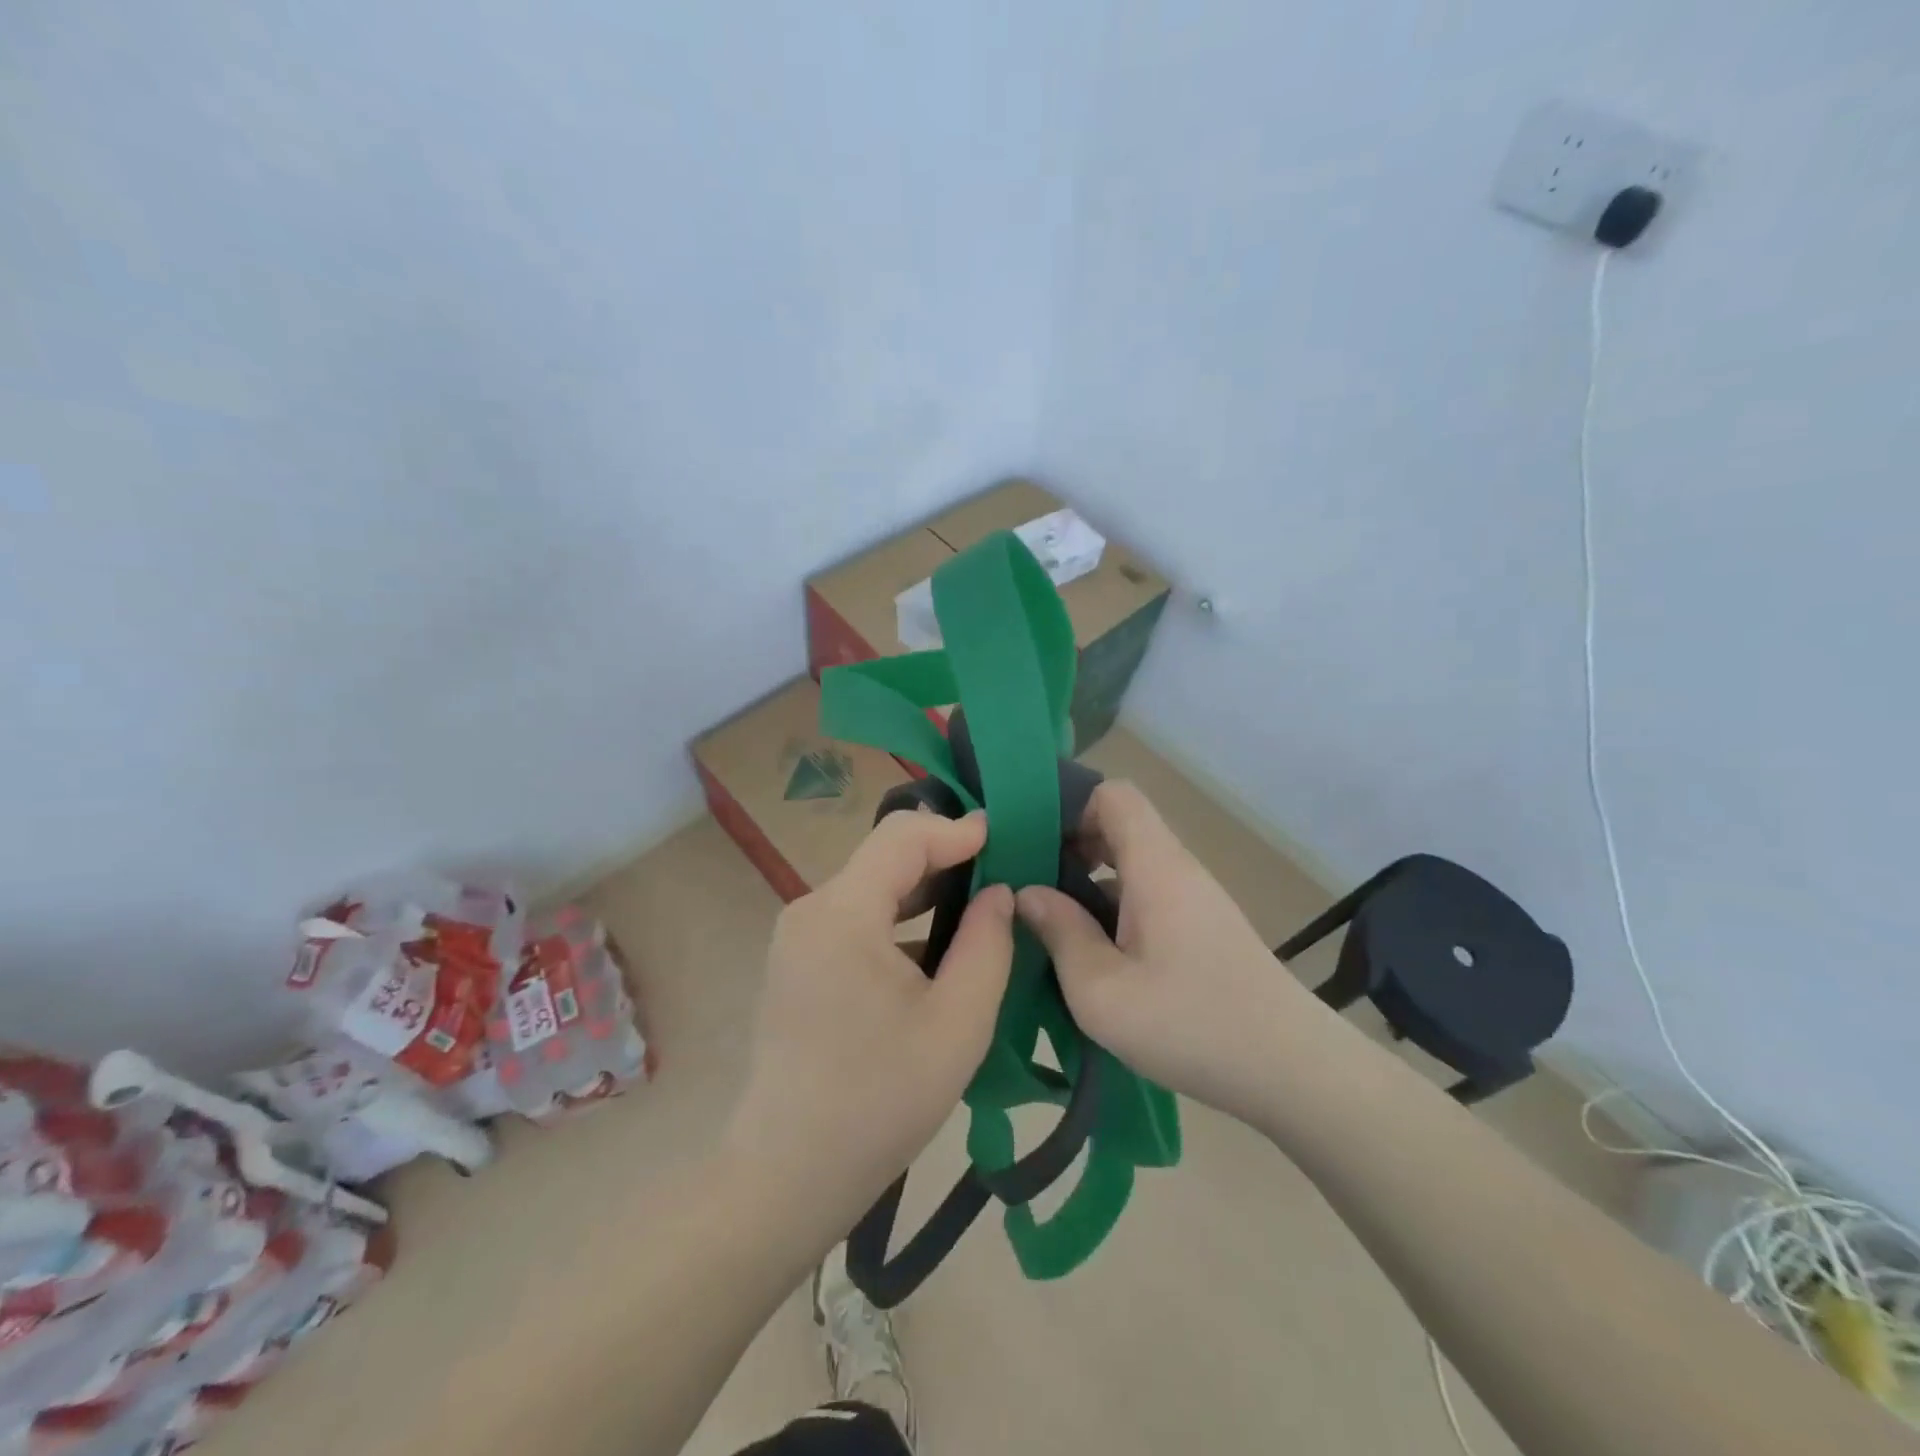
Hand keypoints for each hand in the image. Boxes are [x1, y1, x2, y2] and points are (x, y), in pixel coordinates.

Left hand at [723, 810, 1014, 1237]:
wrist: (788, 1176)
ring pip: (872, 887)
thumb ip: (987, 944)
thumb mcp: (957, 1024)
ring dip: (925, 890)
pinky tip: (936, 948)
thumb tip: (999, 891)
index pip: (903, 836)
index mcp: (842, 913)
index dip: (958, 829)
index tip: (1008, 839)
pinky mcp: (798, 962)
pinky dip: (899, 919)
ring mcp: (798, 936)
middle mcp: (810, 909)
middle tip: (1004, 873)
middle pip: (885, 856)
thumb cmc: (879, 1102)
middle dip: (946, 857)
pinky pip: (856, 918)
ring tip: (980, 906)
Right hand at [1015, 782, 1317, 1125]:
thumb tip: (1027, 893)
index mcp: (1155, 866)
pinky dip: (1114, 907)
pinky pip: (1148, 894)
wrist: (1292, 1070)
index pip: (1114, 795)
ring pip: (1132, 864)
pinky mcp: (1203, 927)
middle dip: (1070, 846)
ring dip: (1090, 882)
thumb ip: (1060, 933)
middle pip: (1120, 826)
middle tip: (1032, 887)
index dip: (1070, 807)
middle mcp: (1177, 869)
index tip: (1034, 845)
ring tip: (1053, 924)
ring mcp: (1194, 899)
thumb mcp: (1102, 991)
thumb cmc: (1191, 1023)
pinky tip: (1095, 954)